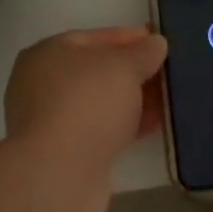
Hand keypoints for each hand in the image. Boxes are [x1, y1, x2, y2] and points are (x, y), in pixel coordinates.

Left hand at [5, 26, 168, 169]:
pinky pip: (103, 130)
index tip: (158, 42)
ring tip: (169, 98)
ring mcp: (52, 121)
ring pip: (101, 103)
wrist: (59, 174)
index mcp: (48, 53)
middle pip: (97, 71)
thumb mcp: (122, 67)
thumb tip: (155, 43)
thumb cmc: (87, 103)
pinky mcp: (66, 153)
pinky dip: (127, 125)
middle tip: (167, 72)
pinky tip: (156, 124)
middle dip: (133, 71)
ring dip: (133, 100)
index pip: (94, 38)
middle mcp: (43, 84)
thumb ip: (142, 52)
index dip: (129, 37)